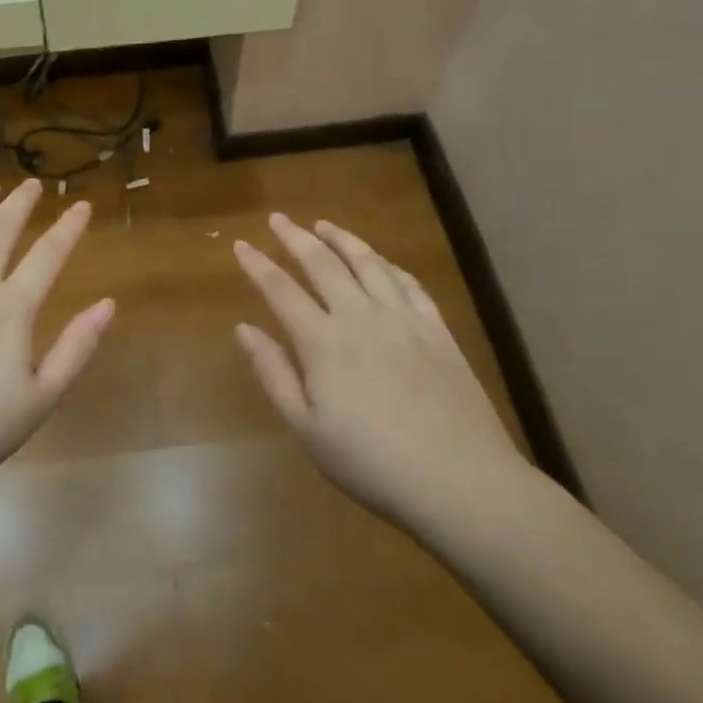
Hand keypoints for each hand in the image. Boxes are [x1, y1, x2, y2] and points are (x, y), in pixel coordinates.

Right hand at [233, 214, 531, 530]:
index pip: (281, 290)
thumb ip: (274, 374)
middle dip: (296, 237)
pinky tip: (381, 262)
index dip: (258, 265)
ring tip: (324, 225)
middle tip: (279, 219)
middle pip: (323, 263)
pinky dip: (389, 266)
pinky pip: (409, 284)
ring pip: (368, 263)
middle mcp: (360, 317)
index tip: (240, 244)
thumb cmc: (373, 464)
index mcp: (323, 342)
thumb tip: (244, 328)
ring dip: (342, 239)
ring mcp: (403, 320)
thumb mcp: (308, 429)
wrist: (462, 483)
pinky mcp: (437, 331)